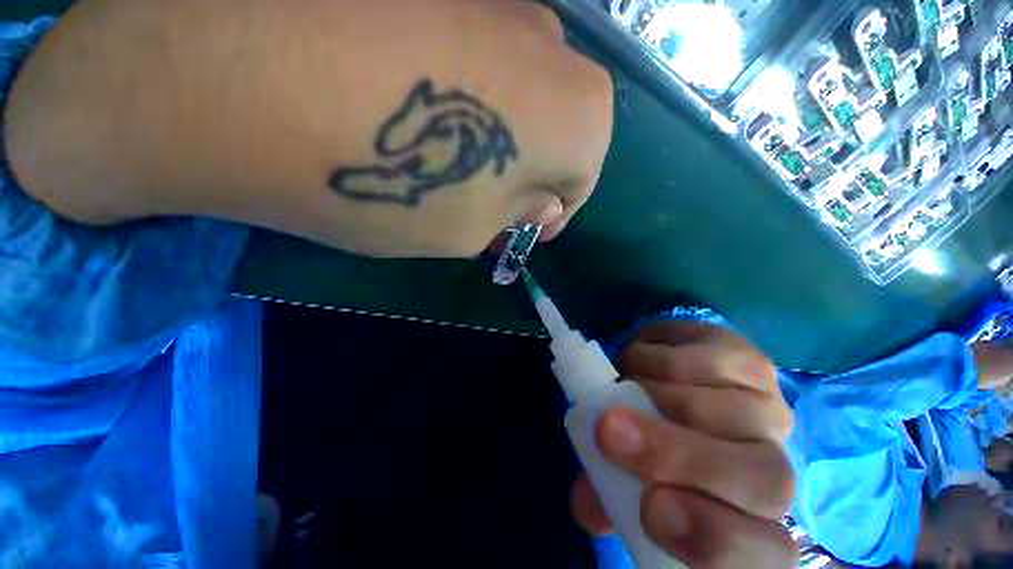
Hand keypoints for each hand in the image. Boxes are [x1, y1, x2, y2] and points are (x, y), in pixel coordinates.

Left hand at [6, 0, 611, 257]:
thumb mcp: (471, 230)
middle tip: (486, 206)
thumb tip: (540, 203)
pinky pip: (483, 63)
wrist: (236, 74)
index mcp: (578, 117)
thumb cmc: (388, 181)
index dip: (554, 210)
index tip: (525, 230)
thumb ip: (518, 214)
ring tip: (447, 168)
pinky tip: (419, 118)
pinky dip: (468, 104)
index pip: (583, 179)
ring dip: (498, 143)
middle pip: (557, 135)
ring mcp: (502, 2)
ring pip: (522, 97)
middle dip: (526, 179)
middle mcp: (556, 49)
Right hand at [571, 321, 797, 567]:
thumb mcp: (623, 479)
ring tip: (622, 382)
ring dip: (650, 389)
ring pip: (715, 405)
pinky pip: (705, 358)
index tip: (649, 508)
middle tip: (609, 429)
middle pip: (760, 478)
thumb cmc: (647, 447)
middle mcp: (775, 470)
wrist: (669, 387)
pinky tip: (641, 361)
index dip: (713, 538)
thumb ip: (608, 497)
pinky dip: (657, 357)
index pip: (765, 553)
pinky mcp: (750, 361)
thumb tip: (587, 504)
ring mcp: (769, 409)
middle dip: (676, 454)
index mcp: (748, 521)